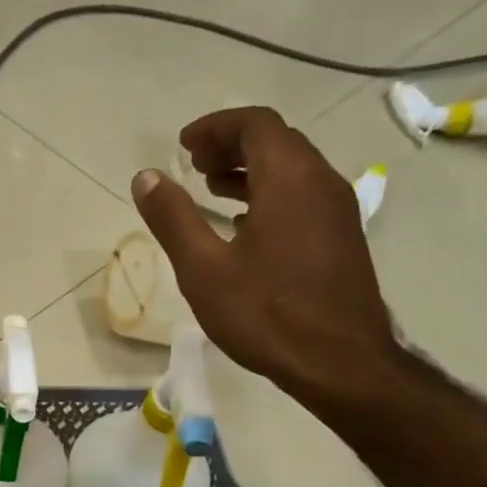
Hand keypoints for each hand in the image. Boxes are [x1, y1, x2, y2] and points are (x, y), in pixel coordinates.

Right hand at [131, 106, 397, 400]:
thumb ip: (173, 218)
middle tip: (192, 165)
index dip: (215, 127)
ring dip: (250, 169)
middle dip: (231, 144)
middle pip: (277, 141)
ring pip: (292, 169)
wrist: (339, 361)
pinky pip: (302, 195)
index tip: (183, 145)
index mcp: (289, 179)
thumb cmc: (266, 314)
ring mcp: (337, 210)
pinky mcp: (341, 237)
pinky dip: (268, 193)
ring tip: (210, 189)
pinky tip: (243, 224)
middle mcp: (320, 182)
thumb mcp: (203, 269)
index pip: (255, 125)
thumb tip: (146, 177)